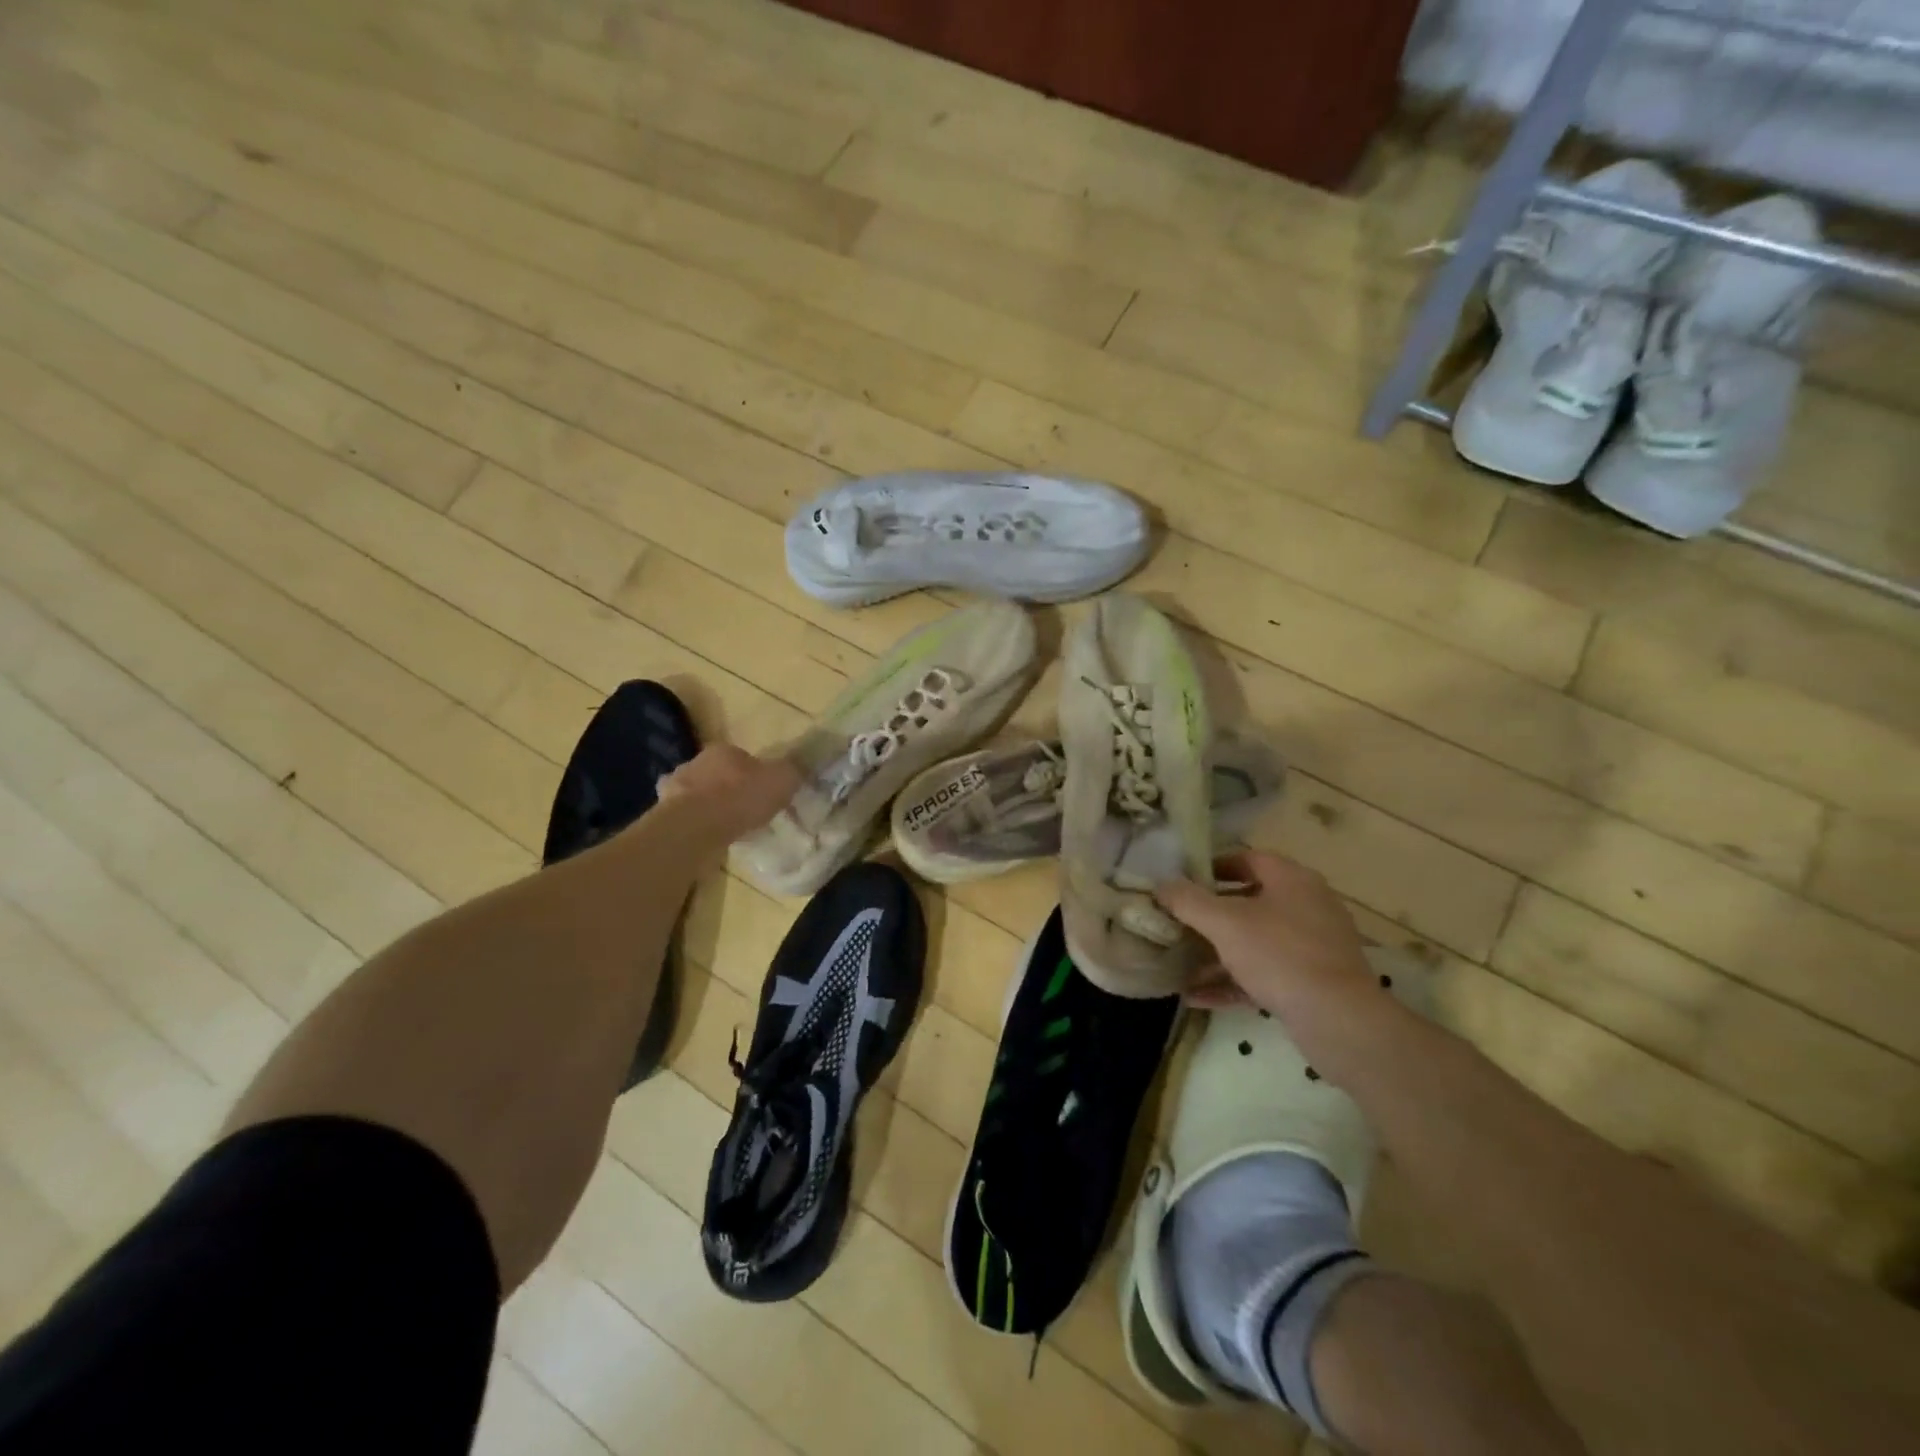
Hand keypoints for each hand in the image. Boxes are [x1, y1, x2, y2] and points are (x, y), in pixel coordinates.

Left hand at [657, 744, 799, 843]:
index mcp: (724, 751)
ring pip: (698, 795)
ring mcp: (675, 789)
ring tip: (726, 827)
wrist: (695, 827)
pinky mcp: (663, 815)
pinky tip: (707, 838)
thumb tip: (801, 764)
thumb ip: (793, 770)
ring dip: (710, 807)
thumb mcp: (782, 780)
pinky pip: (685, 818)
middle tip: (746, 810)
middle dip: (729, 789)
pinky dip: (695, 825)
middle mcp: (696, 763)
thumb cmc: (741, 797)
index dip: (755, 774)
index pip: (742, 757)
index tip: (764, 793)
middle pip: (718, 774)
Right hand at [1155, 852, 1377, 1020]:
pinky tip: (1196, 997)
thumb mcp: (1224, 923)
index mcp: (1292, 880)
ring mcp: (1313, 946)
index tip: (1181, 882)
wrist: (1340, 1021)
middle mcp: (1307, 906)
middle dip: (1209, 916)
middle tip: (1176, 923)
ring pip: (1255, 942)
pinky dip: (1232, 981)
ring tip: (1178, 964)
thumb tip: (1160, 885)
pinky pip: (1264, 974)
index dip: (1212, 867)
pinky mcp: (1313, 982)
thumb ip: (1187, 901)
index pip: (1248, 859)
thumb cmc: (1279, 955)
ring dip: (1216, 953)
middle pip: (1249, 902)